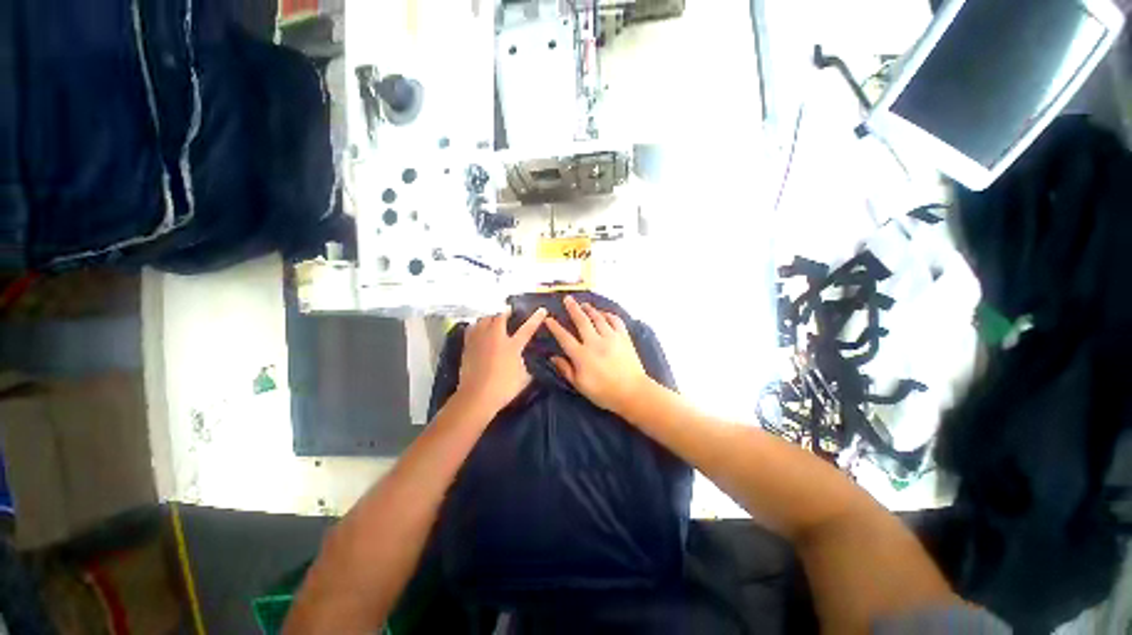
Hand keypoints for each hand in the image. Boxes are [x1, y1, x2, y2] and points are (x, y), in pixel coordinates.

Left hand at [457, 307, 546, 415]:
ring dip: (490, 318)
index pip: (527, 329)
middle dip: (505, 312)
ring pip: (483, 320)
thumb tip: (524, 361)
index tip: (542, 310)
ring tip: (492, 319)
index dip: (536, 319)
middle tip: (508, 311)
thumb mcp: (523, 379)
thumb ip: (526, 367)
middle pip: (499, 318)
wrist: (476, 397)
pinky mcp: (467, 347)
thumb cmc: (503, 388)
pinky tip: (477, 329)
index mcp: (512, 346)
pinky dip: (476, 326)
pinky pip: (471, 330)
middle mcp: (495, 338)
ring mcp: (479, 341)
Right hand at [544, 295, 650, 412]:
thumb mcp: (580, 385)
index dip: (555, 327)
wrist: (632, 392)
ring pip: (598, 318)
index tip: (549, 319)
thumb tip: (554, 357)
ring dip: (590, 309)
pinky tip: (604, 313)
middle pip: (581, 321)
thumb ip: (566, 369)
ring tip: (584, 304)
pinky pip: (615, 321)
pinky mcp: (624, 337)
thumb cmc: (604, 392)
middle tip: (568, 299)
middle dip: (573, 308)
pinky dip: (609, 315)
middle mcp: (594, 342)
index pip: (564, 337)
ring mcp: (611, 338)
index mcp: (581, 355)